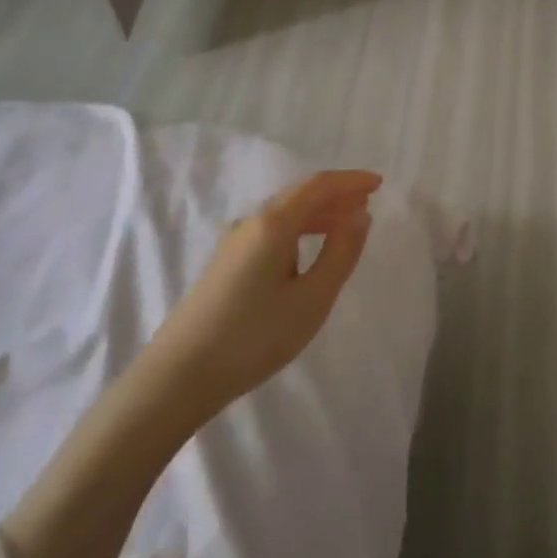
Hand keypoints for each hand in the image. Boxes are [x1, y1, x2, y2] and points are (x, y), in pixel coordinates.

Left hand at [144, 170, 382, 417]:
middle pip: (299, 196)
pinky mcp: (225, 265)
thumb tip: (360, 214)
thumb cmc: (254, 337)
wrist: (178, 377)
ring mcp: (233, 244)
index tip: (378, 183)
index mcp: (273, 224)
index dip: (350, 181)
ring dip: (317, 214)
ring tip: (345, 226)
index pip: (318, 186)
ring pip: (284, 215)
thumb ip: (340, 252)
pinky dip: (299, 231)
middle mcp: (251, 223)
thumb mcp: (312, 299)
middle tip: (366, 204)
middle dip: (335, 196)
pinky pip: (271, 232)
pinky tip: (307, 253)